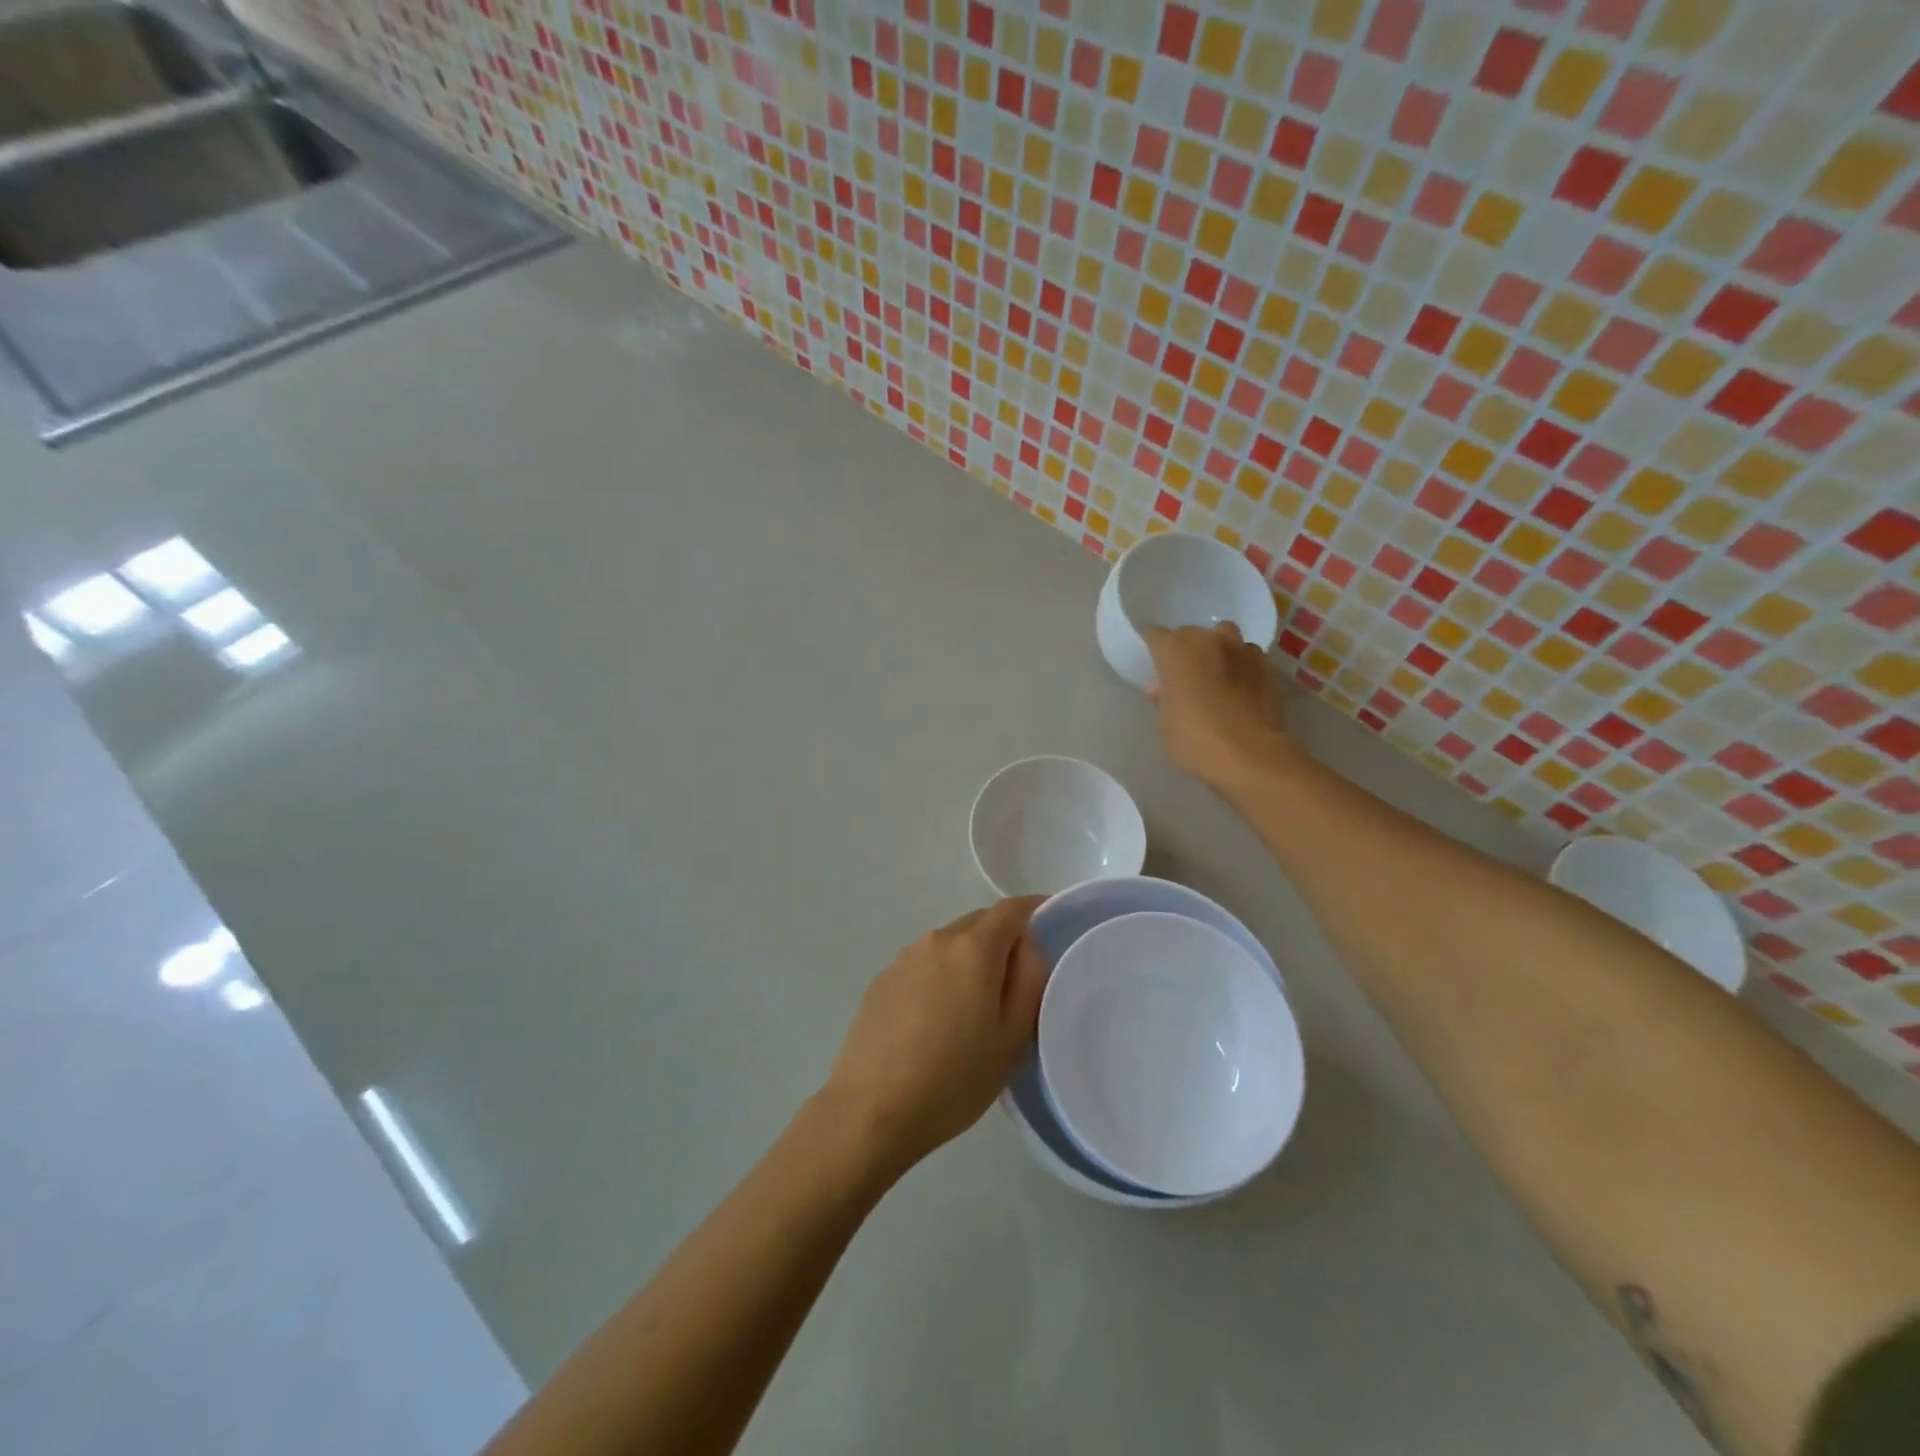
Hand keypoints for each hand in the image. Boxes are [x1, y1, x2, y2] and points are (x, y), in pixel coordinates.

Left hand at [823, 897, 1048, 1176]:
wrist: (871, 1109)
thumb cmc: (954, 1078)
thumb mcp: (1012, 1037)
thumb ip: (1029, 979)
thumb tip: (1028, 945)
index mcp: (974, 949)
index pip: (1011, 909)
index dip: (1034, 910)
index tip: (1049, 923)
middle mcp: (937, 940)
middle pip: (978, 923)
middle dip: (1001, 940)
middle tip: (1014, 982)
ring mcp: (903, 958)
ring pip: (948, 945)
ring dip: (967, 961)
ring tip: (972, 1008)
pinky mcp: (881, 980)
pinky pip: (922, 965)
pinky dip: (938, 978)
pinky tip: (934, 1021)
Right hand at [1144, 623, 1295, 791]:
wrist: (1251, 756)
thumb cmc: (1195, 739)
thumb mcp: (1165, 723)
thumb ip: (1163, 698)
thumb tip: (1161, 688)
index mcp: (1176, 649)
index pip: (1154, 635)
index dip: (1151, 647)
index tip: (1150, 662)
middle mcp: (1210, 639)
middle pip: (1191, 635)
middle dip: (1186, 652)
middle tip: (1183, 678)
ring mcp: (1242, 650)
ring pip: (1224, 642)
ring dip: (1217, 655)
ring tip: (1215, 680)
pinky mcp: (1268, 667)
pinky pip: (1247, 659)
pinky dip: (1240, 669)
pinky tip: (1239, 692)